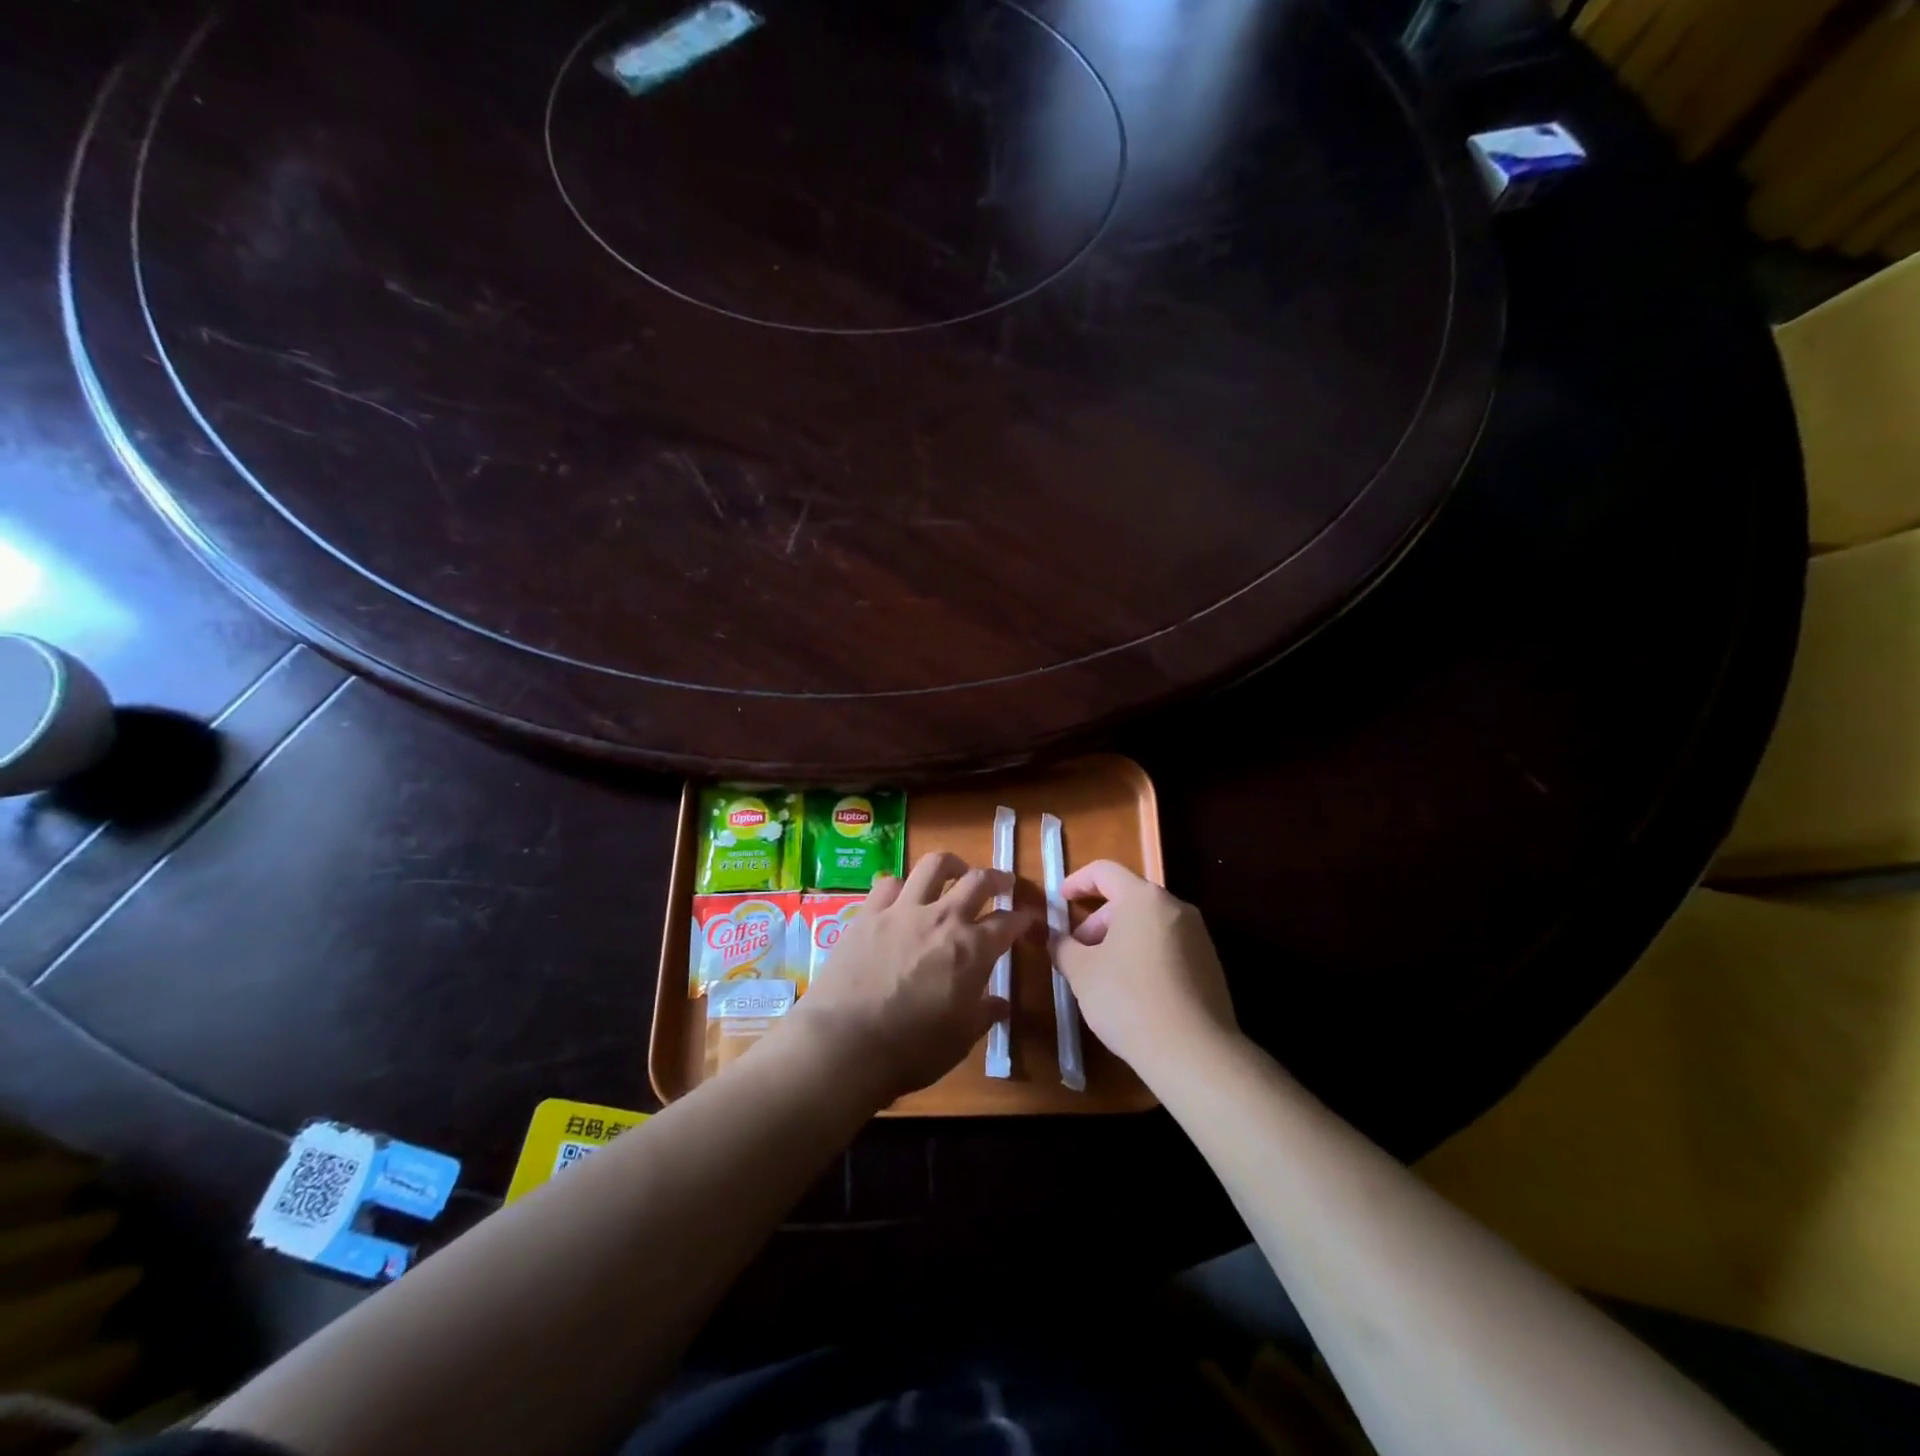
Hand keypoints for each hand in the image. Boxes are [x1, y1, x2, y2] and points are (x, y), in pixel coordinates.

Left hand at [784, 852, 1030, 1104]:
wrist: (846, 1042)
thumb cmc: (912, 1049)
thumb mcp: (960, 1039)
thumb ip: (983, 1014)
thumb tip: (1001, 1004)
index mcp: (973, 949)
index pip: (1008, 923)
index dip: (1022, 919)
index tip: (1028, 919)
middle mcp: (943, 918)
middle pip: (977, 881)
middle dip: (996, 878)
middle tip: (1003, 882)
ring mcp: (903, 911)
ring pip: (934, 866)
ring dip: (952, 864)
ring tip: (956, 870)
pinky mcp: (868, 913)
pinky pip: (889, 883)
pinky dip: (902, 885)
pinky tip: (902, 895)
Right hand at [1051, 861, 1236, 1077]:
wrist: (1195, 1053)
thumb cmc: (1129, 1000)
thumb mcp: (1082, 972)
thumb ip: (1063, 946)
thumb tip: (1054, 937)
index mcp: (1143, 898)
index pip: (1105, 871)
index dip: (1077, 881)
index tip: (1060, 900)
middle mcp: (1175, 907)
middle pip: (1128, 899)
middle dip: (1097, 921)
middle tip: (1078, 952)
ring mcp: (1198, 936)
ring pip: (1148, 925)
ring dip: (1120, 940)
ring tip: (1102, 975)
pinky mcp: (1210, 965)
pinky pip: (1168, 947)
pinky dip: (1144, 956)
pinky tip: (1132, 992)